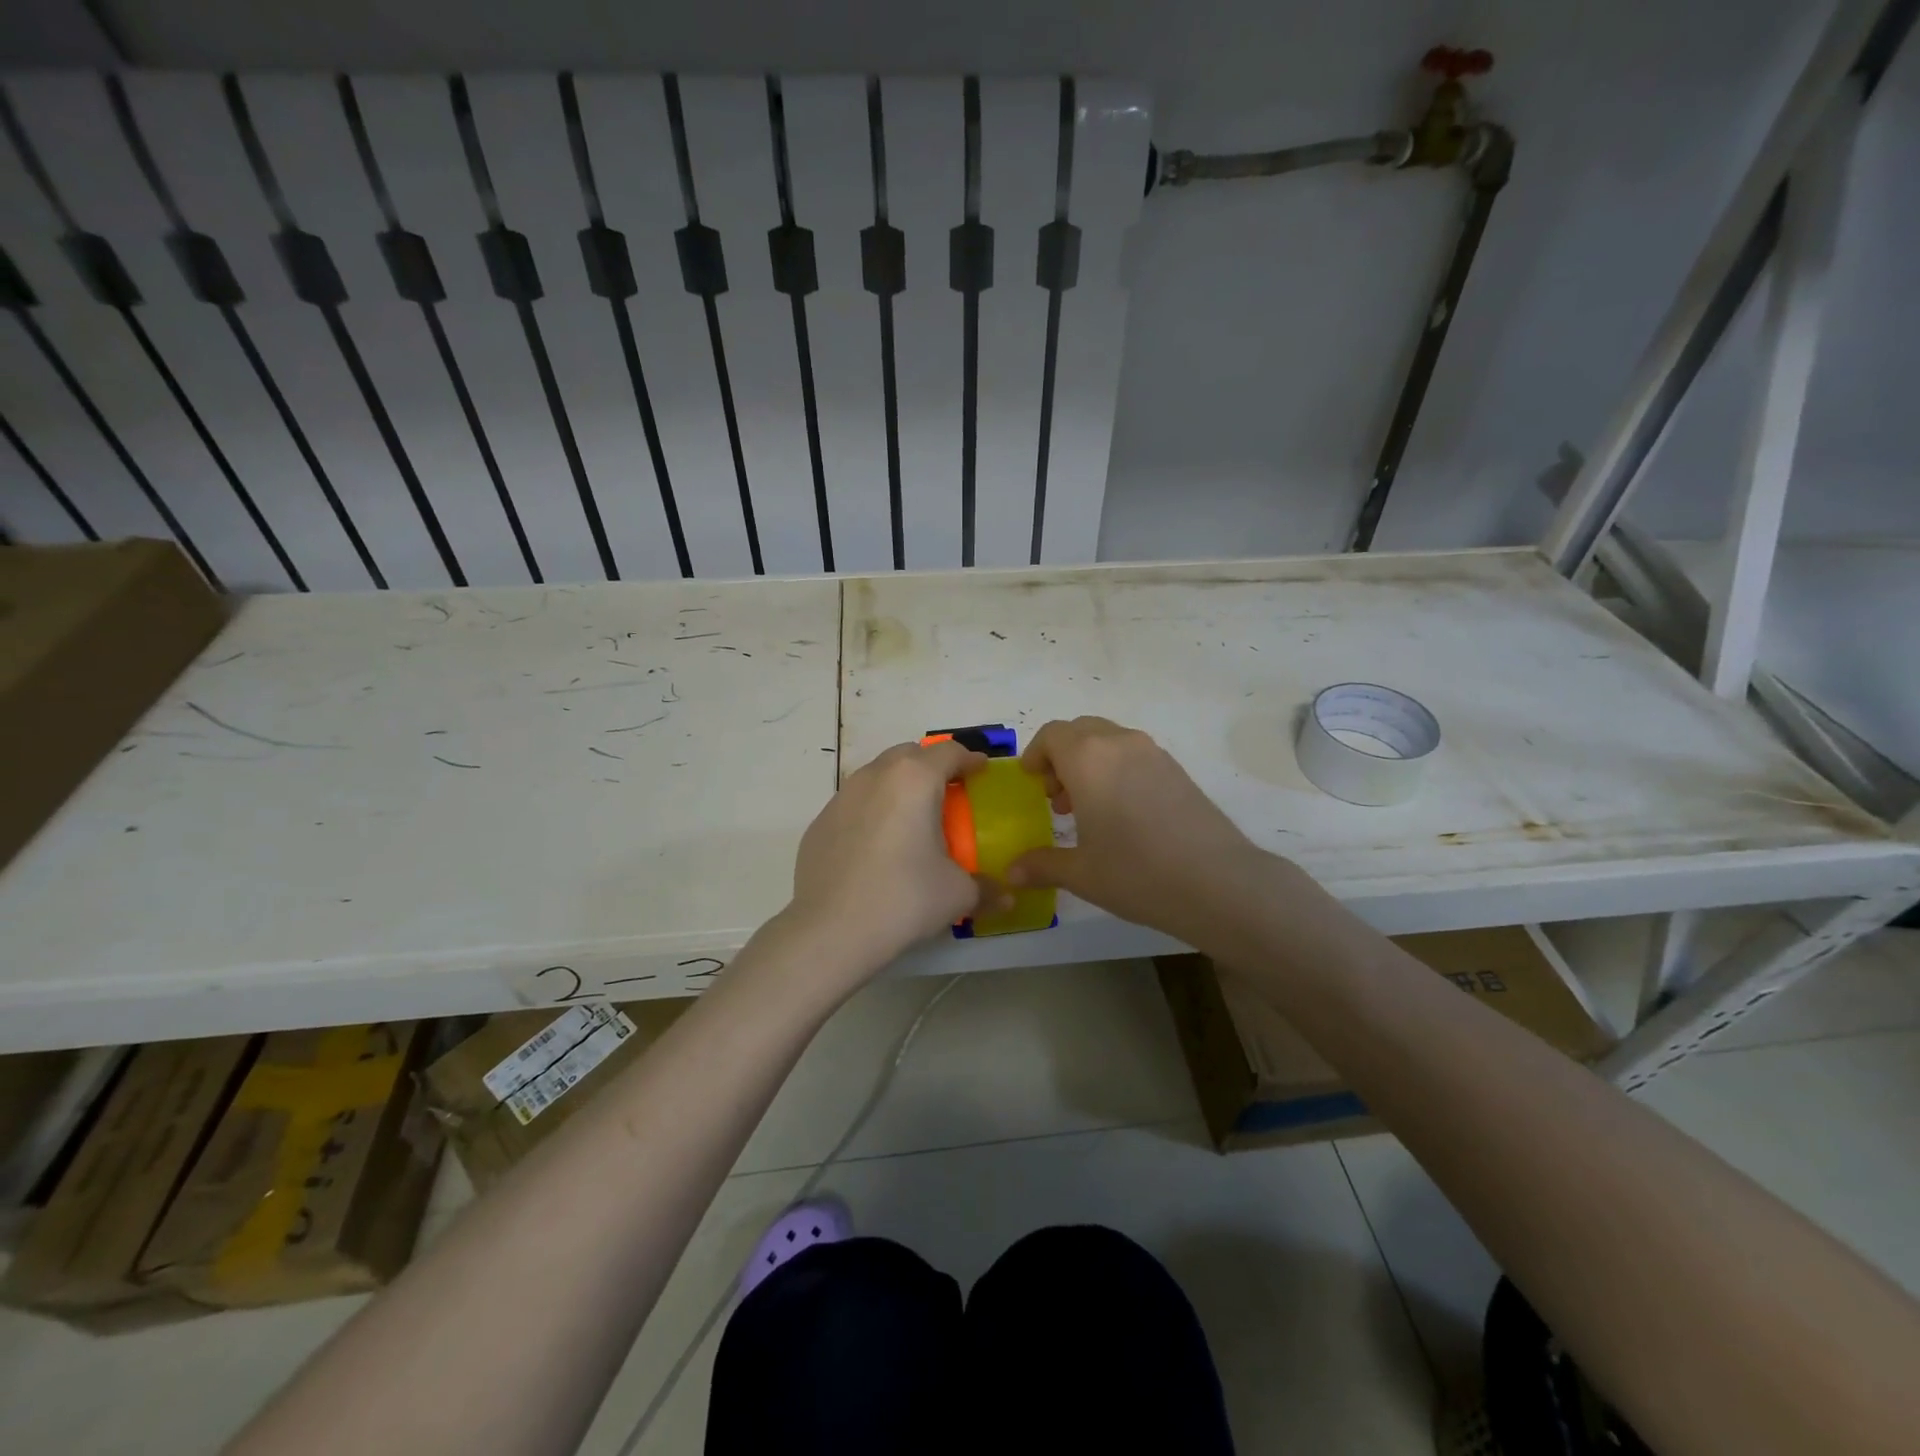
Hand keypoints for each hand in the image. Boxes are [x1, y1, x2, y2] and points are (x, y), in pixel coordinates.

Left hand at [779, 739, 993, 982]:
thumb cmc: (904, 898)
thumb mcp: (957, 894)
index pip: (949, 752)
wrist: (830, 930)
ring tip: (912, 819)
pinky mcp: (819, 823)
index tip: (981, 770)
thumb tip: (1007, 897)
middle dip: (932, 767)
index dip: (970, 759)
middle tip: (949, 793)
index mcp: (915, 780)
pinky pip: (854, 804)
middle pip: (910, 754)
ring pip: (877, 775)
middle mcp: (876, 776)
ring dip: (899, 786)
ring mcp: (842, 797)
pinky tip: (877, 846)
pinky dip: (872, 812)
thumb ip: (986, 888)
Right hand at [1008, 717, 1273, 945]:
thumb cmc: (1137, 873)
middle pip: (1080, 731)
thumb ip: (1042, 865)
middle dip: (1061, 757)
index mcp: (1089, 758)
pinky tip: (1122, 814)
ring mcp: (1154, 753)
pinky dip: (1116, 770)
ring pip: (1109, 740)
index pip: (1052, 734)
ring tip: (1087, 809)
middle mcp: (1120, 743)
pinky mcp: (1177, 769)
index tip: (1031, 782)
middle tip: (1056, 797)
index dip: (1035, 754)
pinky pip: (1134, 755)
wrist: (1219, 882)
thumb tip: (1012, 872)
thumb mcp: (1082, 873)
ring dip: (1089, 763)